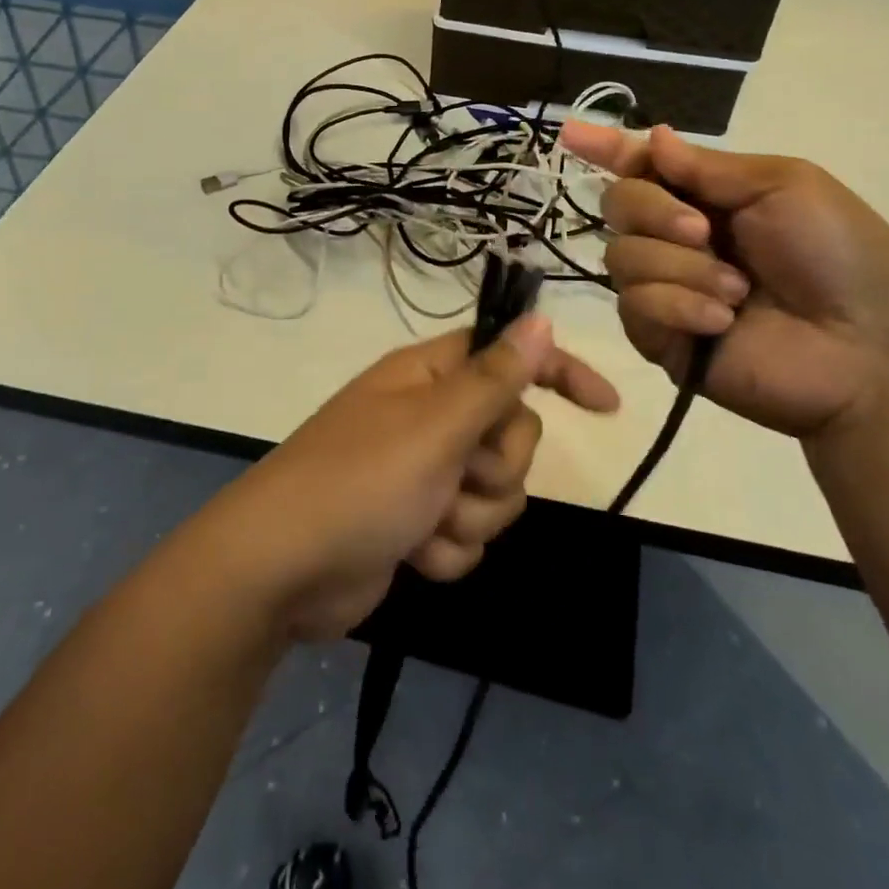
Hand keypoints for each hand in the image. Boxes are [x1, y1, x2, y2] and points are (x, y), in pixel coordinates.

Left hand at [195, 317, 618, 640]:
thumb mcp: (435, 425)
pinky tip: (413, 555)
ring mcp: (423, 473)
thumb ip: (495, 377)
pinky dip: (448, 551)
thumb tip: (540, 318)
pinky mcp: (417, 523)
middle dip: (498, 467)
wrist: (282, 570)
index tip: (606, 407)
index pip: (509, 357)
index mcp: (430, 376)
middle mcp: (430, 417)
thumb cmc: (360, 481)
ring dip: (472, 518)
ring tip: (427, 524)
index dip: (559, 372)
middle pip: (512, 433)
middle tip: (458, 476)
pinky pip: (467, 535)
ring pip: (496, 491)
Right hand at [560, 122, 888, 441]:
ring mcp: (665, 288)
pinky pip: (633, 305)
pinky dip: (677, 305)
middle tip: (703, 232)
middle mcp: (677, 237)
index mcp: (708, 197)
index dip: (608, 147)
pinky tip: (720, 321)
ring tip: (737, 292)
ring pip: (620, 256)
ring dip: (680, 267)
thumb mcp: (783, 187)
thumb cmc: (838, 256)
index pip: (645, 166)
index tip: (570, 132)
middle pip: (618, 205)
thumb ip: (707, 167)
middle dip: (654, 211)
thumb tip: (654, 137)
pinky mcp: (659, 337)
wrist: (867, 350)